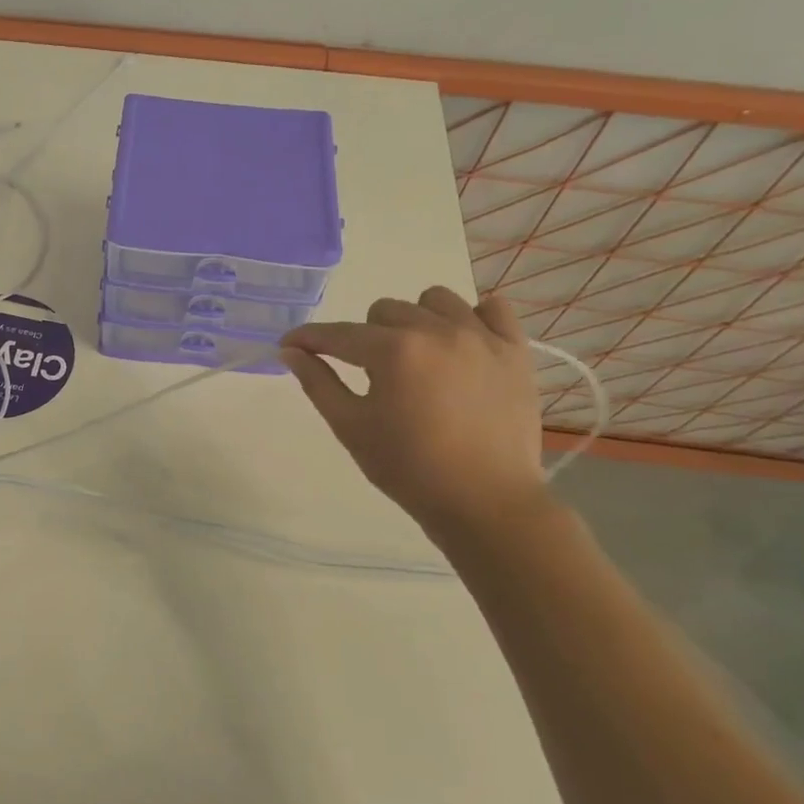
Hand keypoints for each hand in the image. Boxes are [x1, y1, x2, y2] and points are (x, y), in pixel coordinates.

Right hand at [280, 289, 548, 539]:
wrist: (485, 502)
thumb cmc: (408, 468)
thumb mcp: (351, 427)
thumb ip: (317, 382)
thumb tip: (290, 351)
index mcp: (393, 351)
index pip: (338, 334)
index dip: (307, 338)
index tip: (289, 345)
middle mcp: (436, 331)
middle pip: (385, 310)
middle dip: (366, 336)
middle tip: (370, 373)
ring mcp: (481, 337)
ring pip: (436, 300)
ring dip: (416, 320)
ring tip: (418, 355)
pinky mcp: (515, 351)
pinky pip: (494, 308)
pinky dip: (473, 318)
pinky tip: (463, 345)